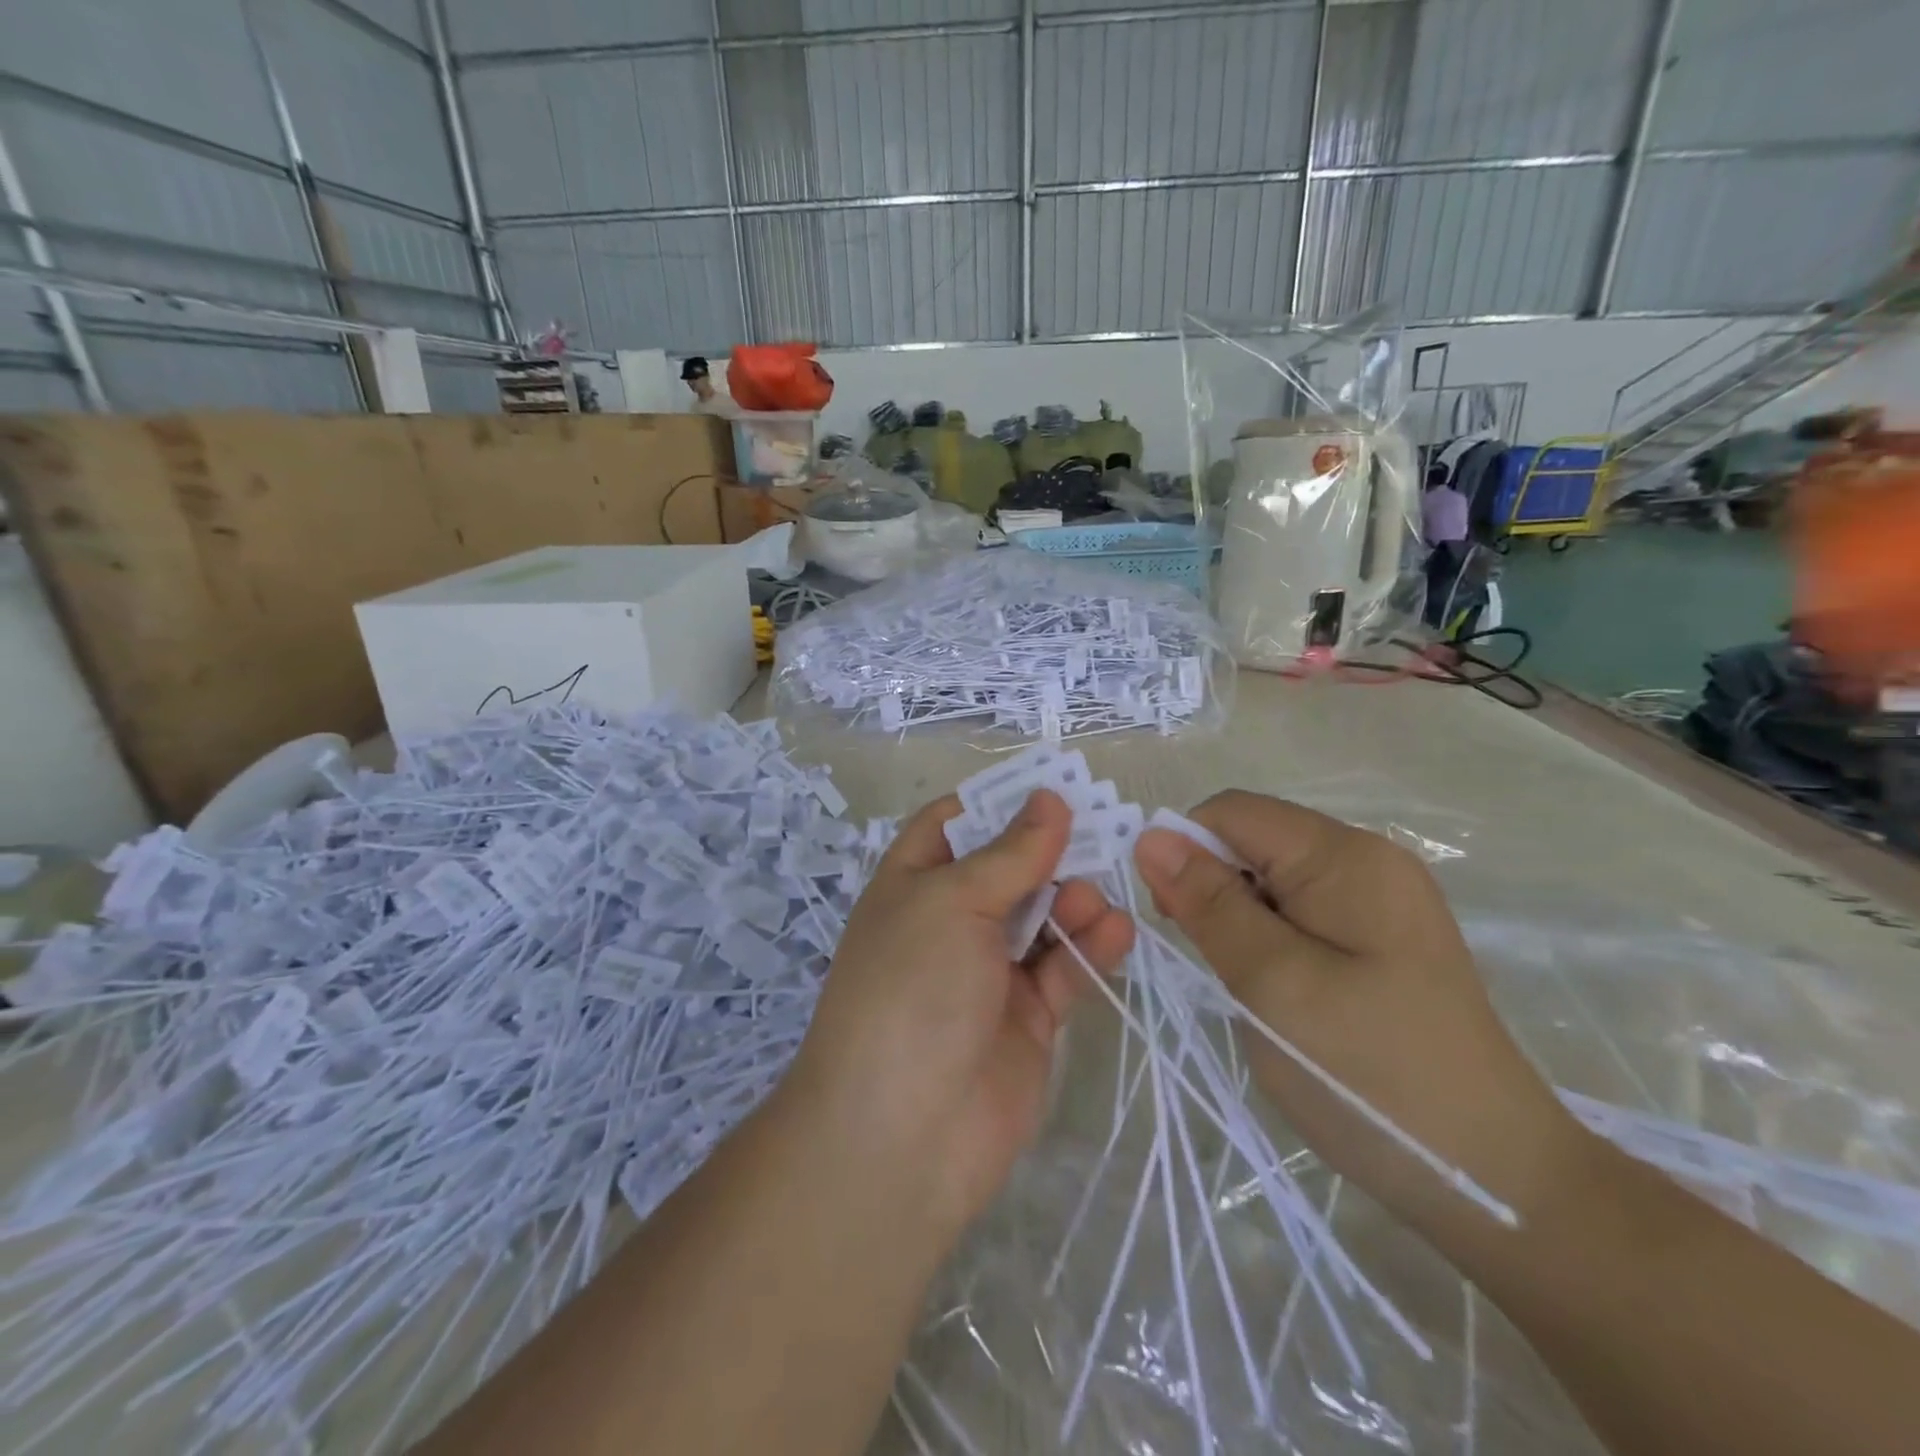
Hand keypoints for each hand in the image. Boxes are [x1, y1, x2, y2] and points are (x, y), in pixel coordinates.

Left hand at [785, 789, 1134, 1242]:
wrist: (902, 1136)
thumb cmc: (912, 989)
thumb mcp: (952, 903)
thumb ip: (1010, 853)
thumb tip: (1048, 799)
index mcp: (914, 883)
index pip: (953, 823)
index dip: (998, 801)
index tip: (1052, 785)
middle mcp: (950, 920)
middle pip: (1008, 867)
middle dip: (1050, 848)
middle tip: (1103, 828)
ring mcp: (989, 970)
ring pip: (1042, 916)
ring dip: (1072, 899)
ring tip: (1094, 897)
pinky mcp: (1027, 1016)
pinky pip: (1064, 968)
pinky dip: (1090, 948)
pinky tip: (1116, 930)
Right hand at [1133, 791, 1580, 1234]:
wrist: (1497, 1180)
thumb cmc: (1373, 1077)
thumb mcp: (1274, 985)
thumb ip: (1210, 905)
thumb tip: (1150, 836)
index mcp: (1346, 857)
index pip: (1232, 813)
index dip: (1187, 853)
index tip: (1175, 923)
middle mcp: (1366, 860)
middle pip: (1253, 841)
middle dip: (1212, 889)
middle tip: (1217, 965)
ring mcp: (1379, 899)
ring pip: (1270, 879)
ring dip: (1238, 920)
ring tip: (1249, 986)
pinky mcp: (1380, 937)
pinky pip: (1299, 910)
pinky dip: (1268, 939)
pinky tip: (1279, 990)